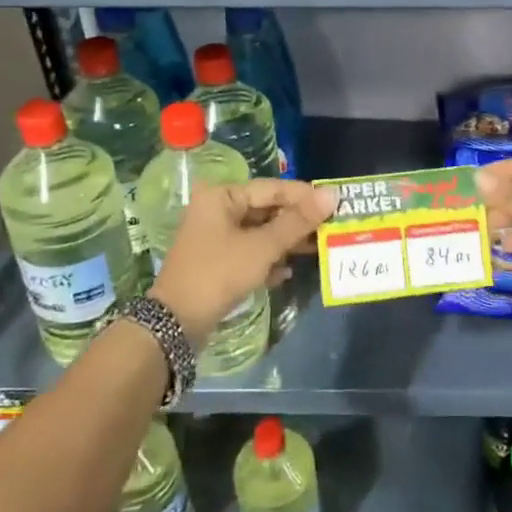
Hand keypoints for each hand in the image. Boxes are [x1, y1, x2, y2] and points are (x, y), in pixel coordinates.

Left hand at [151, 179, 335, 342]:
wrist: (176, 323)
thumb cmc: (219, 273)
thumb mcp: (262, 247)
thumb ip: (297, 222)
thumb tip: (331, 195)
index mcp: (222, 196)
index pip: (272, 188)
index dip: (304, 196)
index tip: (335, 203)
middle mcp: (217, 210)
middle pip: (267, 209)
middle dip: (297, 221)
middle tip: (330, 227)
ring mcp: (216, 236)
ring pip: (260, 232)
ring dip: (286, 241)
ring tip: (317, 249)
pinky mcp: (218, 261)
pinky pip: (251, 252)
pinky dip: (269, 259)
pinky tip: (287, 272)